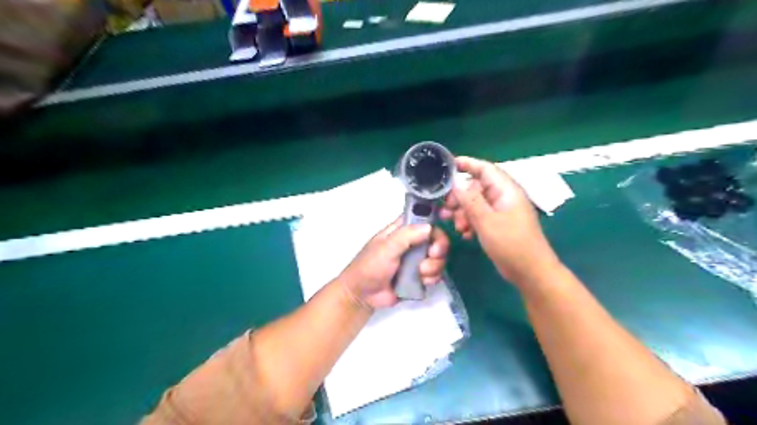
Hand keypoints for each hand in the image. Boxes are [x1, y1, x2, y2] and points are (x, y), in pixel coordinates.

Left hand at [341, 218, 448, 307]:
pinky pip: (436, 274)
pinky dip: (431, 278)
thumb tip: (430, 227)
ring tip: (420, 273)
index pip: (424, 219)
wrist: (363, 295)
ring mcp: (417, 260)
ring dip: (433, 266)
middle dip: (438, 248)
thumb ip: (407, 235)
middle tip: (431, 254)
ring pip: (439, 258)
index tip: (436, 234)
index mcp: (402, 230)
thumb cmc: (370, 266)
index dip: (434, 224)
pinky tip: (421, 281)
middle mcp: (412, 243)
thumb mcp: (387, 247)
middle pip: (437, 239)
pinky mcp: (420, 277)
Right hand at [438, 157, 561, 284]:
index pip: (485, 169)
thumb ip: (470, 200)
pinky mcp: (498, 225)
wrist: (530, 272)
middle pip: (476, 188)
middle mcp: (503, 197)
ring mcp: (501, 212)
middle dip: (459, 196)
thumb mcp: (486, 221)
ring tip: (454, 226)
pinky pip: (480, 217)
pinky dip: (470, 223)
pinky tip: (465, 235)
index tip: (447, 166)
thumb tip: (456, 183)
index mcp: (506, 190)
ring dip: (463, 213)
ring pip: (476, 204)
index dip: (466, 164)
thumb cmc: (511, 244)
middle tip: (445, 208)